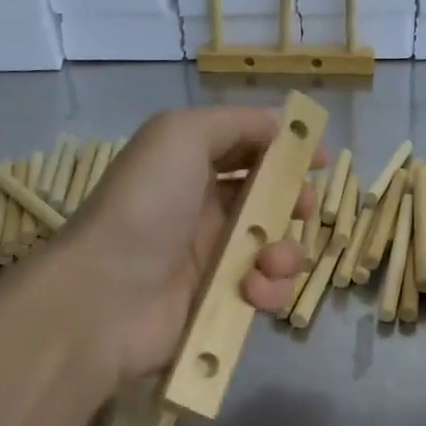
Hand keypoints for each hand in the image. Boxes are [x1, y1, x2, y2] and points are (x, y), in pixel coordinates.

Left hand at [42, 107, 318, 384]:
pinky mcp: (222, 303)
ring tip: (267, 260)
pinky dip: (270, 289)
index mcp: (192, 166)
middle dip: (295, 202)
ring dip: (286, 252)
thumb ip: (237, 123)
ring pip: (276, 248)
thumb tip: (284, 126)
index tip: (318, 158)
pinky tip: (252, 290)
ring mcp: (214, 259)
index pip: (249, 150)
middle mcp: (205, 209)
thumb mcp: (181, 135)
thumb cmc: (146, 205)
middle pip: (270, 199)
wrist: (107, 295)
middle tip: (303, 208)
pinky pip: (266, 291)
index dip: (285, 150)